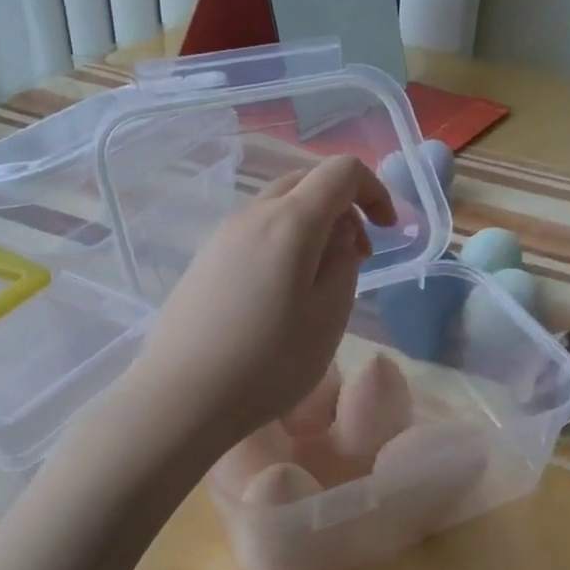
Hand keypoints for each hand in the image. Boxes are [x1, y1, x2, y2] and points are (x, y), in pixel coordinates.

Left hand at [134, 155, 395, 450]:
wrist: (182, 397)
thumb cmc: (268, 362)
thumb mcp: (329, 316)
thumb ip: (344, 263)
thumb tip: (339, 236)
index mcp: (290, 221)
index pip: (341, 171)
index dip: (374, 190)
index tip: (388, 230)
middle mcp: (252, 215)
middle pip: (306, 182)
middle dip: (343, 207)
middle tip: (358, 256)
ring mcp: (222, 236)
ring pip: (278, 208)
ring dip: (312, 226)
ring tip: (321, 279)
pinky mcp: (204, 261)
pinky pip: (254, 232)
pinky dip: (283, 242)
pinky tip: (280, 292)